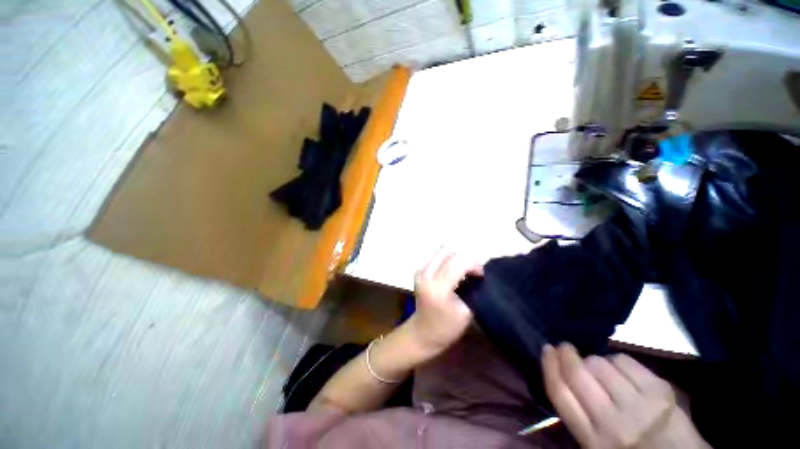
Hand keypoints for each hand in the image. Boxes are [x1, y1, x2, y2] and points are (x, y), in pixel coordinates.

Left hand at [409, 250, 482, 354]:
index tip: (482, 275)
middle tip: (475, 272)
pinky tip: (454, 272)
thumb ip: (473, 288)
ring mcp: (420, 270)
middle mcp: (426, 274)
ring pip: (443, 252)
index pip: (458, 262)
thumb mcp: (466, 311)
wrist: (422, 332)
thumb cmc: (447, 327)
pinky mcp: (419, 270)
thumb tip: (478, 272)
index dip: (473, 264)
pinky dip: (449, 261)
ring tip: (465, 271)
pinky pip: (437, 257)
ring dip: (457, 259)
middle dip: (466, 259)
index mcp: (438, 287)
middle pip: (450, 253)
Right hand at [543, 343, 709, 448]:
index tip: (546, 349)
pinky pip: (623, 360)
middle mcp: (615, 424)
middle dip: (567, 354)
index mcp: (594, 441)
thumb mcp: (596, 443)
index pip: (560, 395)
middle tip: (565, 347)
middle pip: (578, 375)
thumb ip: (577, 412)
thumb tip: (561, 370)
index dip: (549, 366)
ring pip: (600, 364)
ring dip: (594, 361)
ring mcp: (640, 406)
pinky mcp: (659, 390)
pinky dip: (616, 360)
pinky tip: (621, 371)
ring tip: (601, 370)